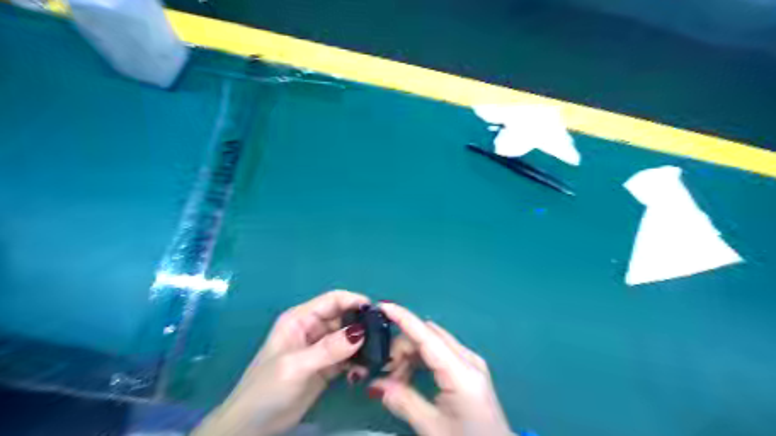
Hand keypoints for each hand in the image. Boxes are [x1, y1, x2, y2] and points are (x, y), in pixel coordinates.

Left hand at [191, 289, 366, 435]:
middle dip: (363, 324)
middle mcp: (312, 328)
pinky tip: (367, 368)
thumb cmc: (266, 389)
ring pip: (348, 337)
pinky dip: (358, 360)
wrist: (252, 428)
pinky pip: (347, 356)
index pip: (333, 300)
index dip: (355, 301)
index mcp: (300, 319)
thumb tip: (361, 332)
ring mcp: (320, 348)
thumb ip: (328, 349)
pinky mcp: (326, 366)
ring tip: (380, 353)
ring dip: (363, 343)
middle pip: (344, 317)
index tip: (377, 311)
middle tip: (384, 336)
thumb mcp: (296, 366)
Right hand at [368, 303, 512, 435]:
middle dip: (402, 345)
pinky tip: (409, 377)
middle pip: (428, 335)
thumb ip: (403, 401)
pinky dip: (421, 359)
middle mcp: (467, 358)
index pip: (427, 335)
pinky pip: (439, 352)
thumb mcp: (432, 428)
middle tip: (385, 372)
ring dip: (410, 353)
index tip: (382, 306)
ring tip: (396, 380)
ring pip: (432, 342)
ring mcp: (470, 362)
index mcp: (461, 372)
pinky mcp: (469, 368)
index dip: (403, 318)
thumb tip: (375, 384)